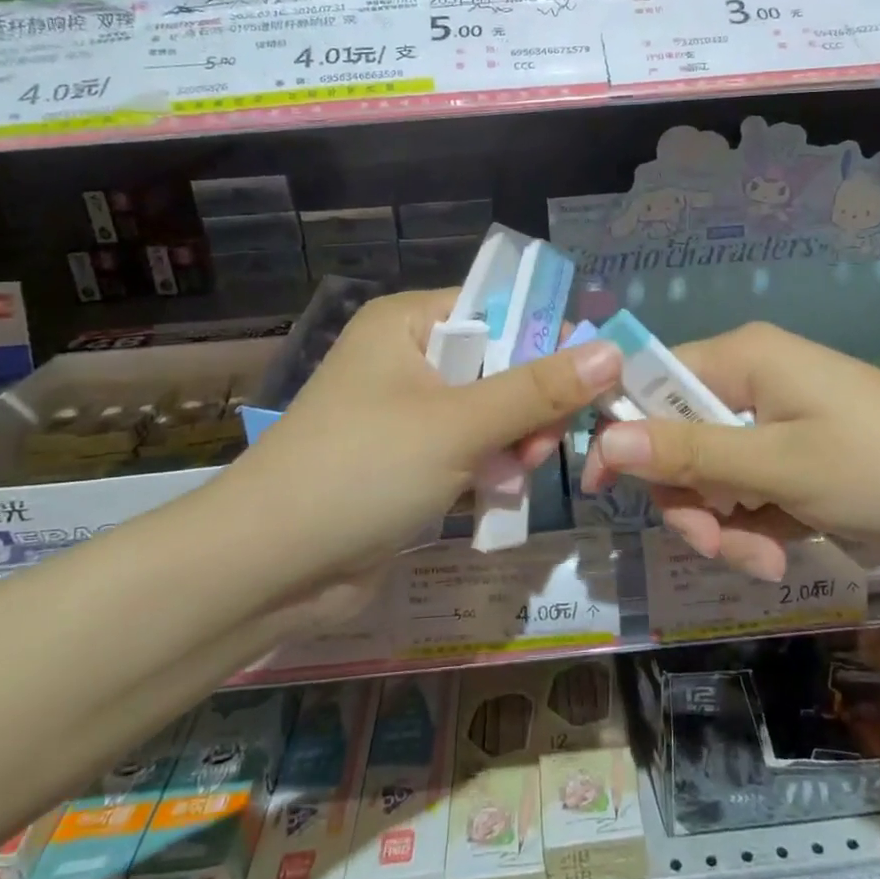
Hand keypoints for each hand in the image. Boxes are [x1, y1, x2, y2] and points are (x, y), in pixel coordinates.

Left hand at [221, 288, 622, 582]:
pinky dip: (490, 471)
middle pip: (500, 364)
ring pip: (491, 414)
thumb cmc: (362, 471)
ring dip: (514, 444)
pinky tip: (498, 497)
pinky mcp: (408, 463)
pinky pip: (470, 452)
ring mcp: (406, 414)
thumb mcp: (459, 424)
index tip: (591, 378)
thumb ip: (538, 389)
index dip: (547, 338)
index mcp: (407, 324)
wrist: (267, 570)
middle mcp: (406, 359)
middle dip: (529, 406)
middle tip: (542, 446)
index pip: (497, 308)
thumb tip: (612, 351)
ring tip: (517, 476)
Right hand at [580, 322, 879, 582]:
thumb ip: (689, 454)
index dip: (624, 435)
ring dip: (727, 523)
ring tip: (767, 563)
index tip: (605, 494)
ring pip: (714, 472)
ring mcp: (777, 414)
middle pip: (680, 438)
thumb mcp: (777, 466)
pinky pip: (750, 485)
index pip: (649, 384)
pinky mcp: (798, 447)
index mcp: (740, 358)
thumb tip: (605, 441)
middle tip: (719, 546)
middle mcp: (751, 376)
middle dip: (693, 501)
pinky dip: (757, 523)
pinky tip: (785, 552)